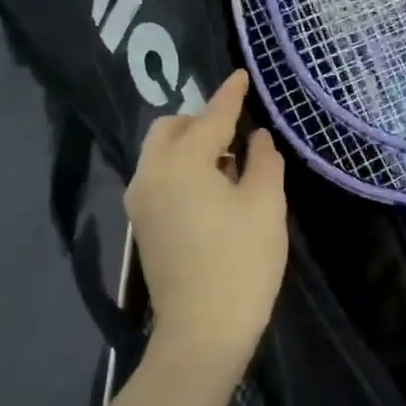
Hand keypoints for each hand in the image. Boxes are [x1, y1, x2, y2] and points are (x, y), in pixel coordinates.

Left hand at [125, 71, 286, 375]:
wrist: (203, 330)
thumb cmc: (242, 263)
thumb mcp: (265, 206)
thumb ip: (263, 162)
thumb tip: (258, 138)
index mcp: (182, 163)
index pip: (210, 117)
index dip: (230, 95)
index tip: (242, 74)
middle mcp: (150, 175)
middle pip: (170, 129)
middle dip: (202, 120)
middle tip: (238, 131)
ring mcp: (140, 201)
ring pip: (161, 153)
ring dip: (192, 145)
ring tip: (231, 163)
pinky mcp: (142, 224)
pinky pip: (160, 177)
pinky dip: (183, 169)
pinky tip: (214, 188)